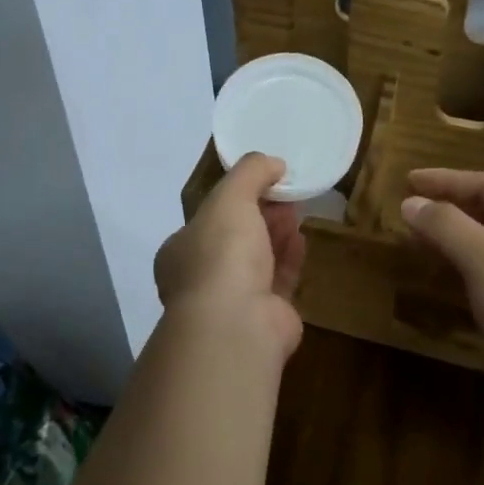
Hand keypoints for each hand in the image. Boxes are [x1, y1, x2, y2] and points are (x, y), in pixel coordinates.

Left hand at [155, 154, 306, 361]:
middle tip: (286, 193)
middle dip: (260, 214)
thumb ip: (250, 173)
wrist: (236, 322)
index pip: (208, 218)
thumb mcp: (230, 197)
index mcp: (181, 251)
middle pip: (235, 237)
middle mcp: (202, 277)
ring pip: (258, 260)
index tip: (264, 181)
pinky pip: (278, 280)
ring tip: (298, 210)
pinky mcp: (264, 317)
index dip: (236, 197)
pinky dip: (289, 258)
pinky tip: (302, 238)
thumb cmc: (222, 254)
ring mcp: (232, 301)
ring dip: (276, 234)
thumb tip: (273, 162)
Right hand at [401, 169, 483, 413]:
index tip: (408, 181)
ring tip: (410, 242)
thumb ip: (449, 228)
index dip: (447, 180)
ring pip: (480, 253)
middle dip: (446, 210)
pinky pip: (480, 286)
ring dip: (447, 244)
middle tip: (405, 211)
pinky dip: (453, 278)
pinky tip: (431, 283)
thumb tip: (411, 202)